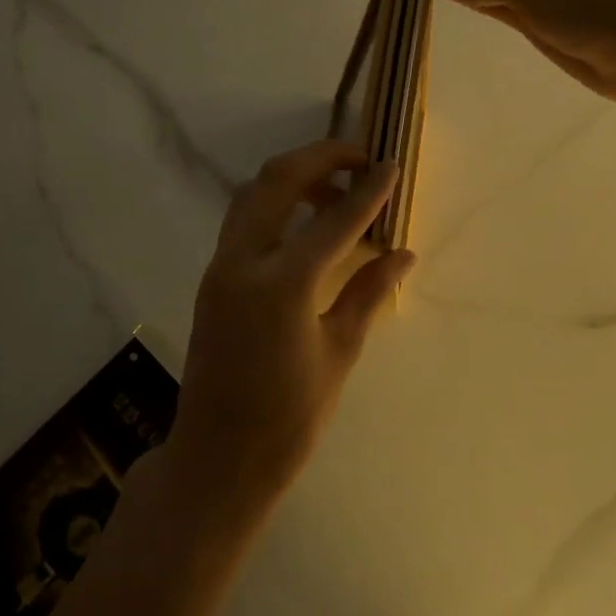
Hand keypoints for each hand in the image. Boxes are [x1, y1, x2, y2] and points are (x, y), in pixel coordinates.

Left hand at [169, 140, 416, 508]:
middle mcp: (243, 262)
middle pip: (278, 180)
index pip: (333, 219)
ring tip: (336, 191)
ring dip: (294, 177)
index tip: (392, 166)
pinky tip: (306, 222)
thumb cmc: (288, 418)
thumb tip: (402, 253)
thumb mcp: (338, 353)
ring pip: (253, 194)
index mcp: (282, 284)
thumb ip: (368, 293)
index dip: (367, 190)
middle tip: (360, 160)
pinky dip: (275, 203)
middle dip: (321, 158)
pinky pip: (243, 220)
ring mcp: (220, 267)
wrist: (218, 457)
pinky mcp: (212, 278)